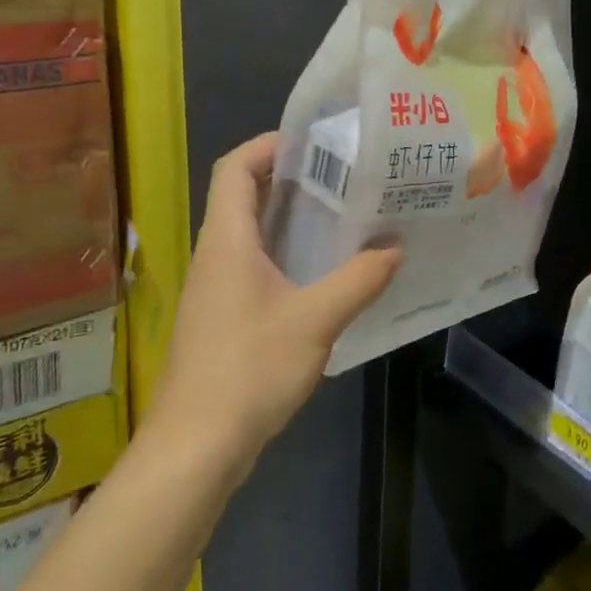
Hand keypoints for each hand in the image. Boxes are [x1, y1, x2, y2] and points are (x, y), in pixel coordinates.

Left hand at [151, 133, 400, 463]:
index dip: (269, 145)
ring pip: (250, 233)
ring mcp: (216, 288)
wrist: (195, 448)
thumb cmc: (248, 370)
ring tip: (342, 214)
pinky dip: (286, 254)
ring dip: (290, 218)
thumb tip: (395, 248)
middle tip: (343, 174)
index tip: (315, 142)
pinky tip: (324, 272)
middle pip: (243, 195)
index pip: (235, 168)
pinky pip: (254, 266)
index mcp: (227, 241)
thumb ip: (358, 280)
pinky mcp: (223, 317)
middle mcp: (215, 255)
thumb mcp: (315, 321)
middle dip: (290, 178)